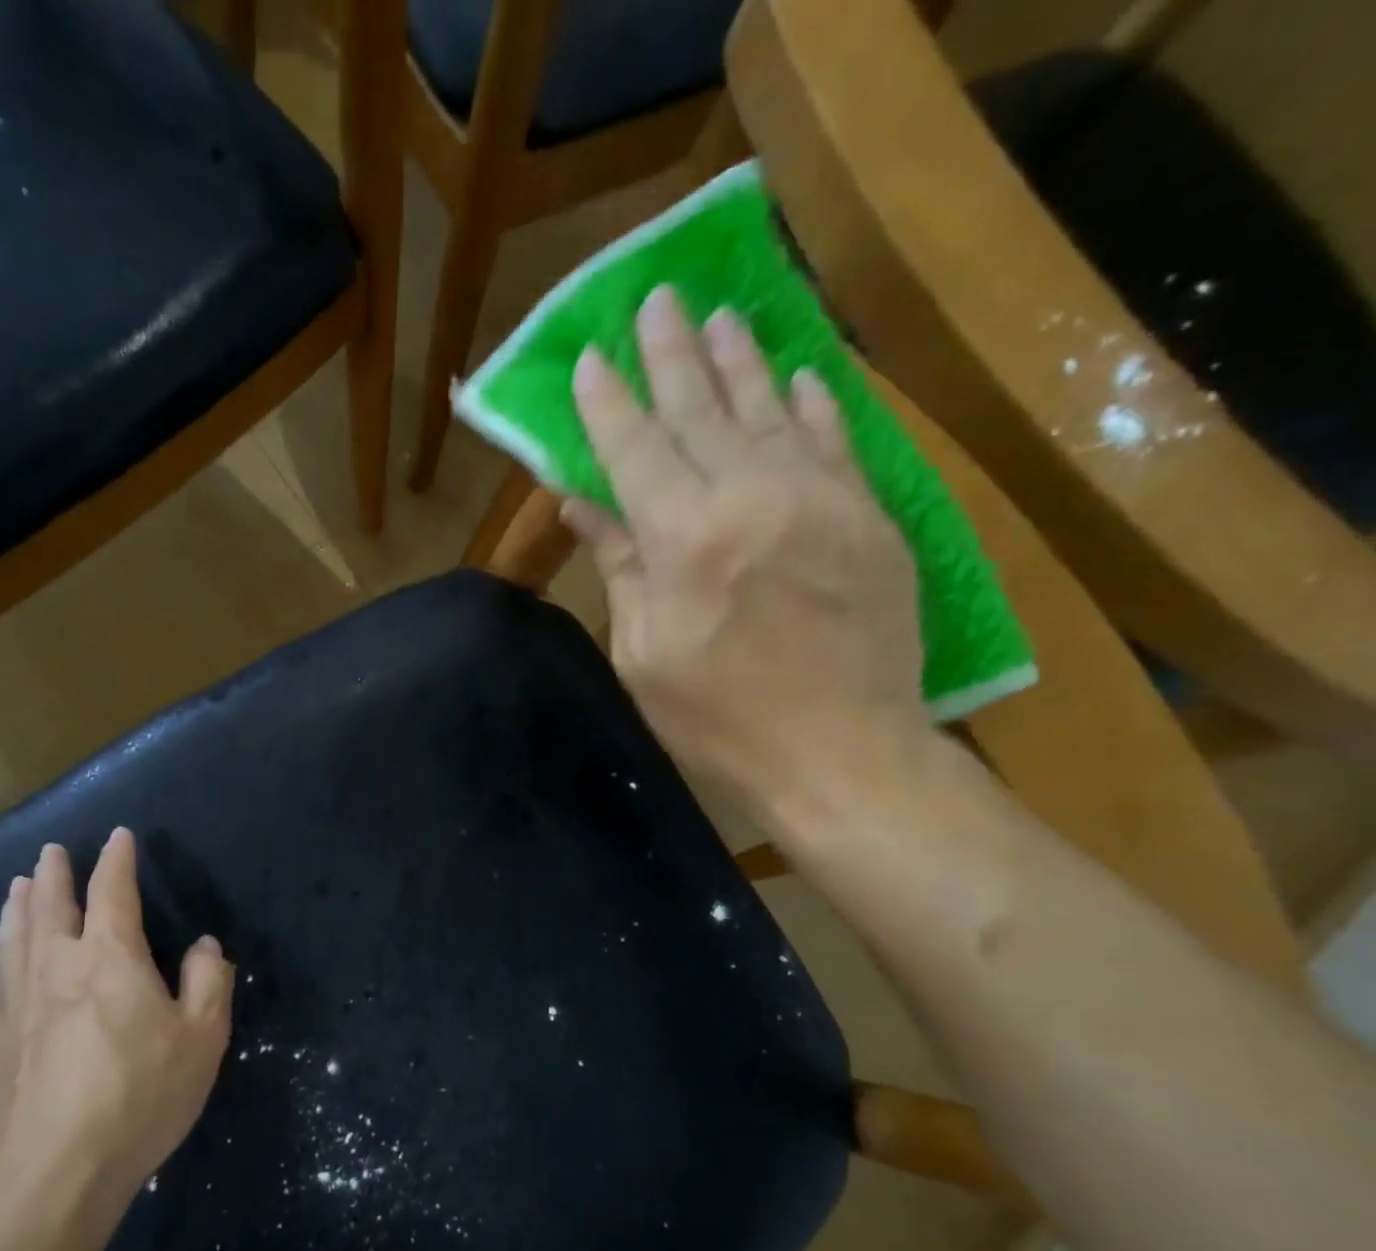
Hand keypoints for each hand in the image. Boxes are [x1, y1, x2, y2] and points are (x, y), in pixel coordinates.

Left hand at [0, 830, 232, 1200]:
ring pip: (14, 941)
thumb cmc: (139, 1095)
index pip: (111, 891)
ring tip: (17, 888)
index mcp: (109, 957)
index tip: (118, 836)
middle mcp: (58, 968)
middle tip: (51, 851)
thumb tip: (204, 947)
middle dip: (54, 874)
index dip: (116, 860)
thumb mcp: (202, 1037)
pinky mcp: (0, 1048)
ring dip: (17, 909)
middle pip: (50, 907)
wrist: (56, 1173)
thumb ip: (209, 982)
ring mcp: (21, 1007)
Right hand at [562, 286, 932, 822]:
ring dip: (739, 359)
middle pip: (700, 408)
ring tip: (719, 314)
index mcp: (682, 537)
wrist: (844, 751)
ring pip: (769, 408)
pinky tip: (797, 374)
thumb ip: (620, 567)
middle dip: (671, 352)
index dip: (607, 400)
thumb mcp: (645, 654)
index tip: (590, 357)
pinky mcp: (867, 515)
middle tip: (655, 299)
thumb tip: (584, 505)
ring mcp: (817, 498)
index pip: (633, 447)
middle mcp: (748, 496)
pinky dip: (812, 402)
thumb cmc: (720, 718)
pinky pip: (835, 439)